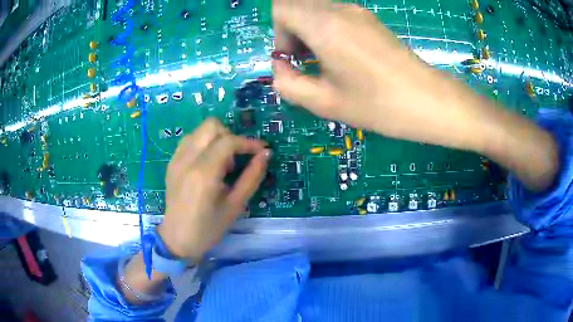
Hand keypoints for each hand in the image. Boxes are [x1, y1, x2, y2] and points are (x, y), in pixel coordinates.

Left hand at [158, 118, 269, 261]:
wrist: (177, 238)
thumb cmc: (209, 227)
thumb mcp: (235, 205)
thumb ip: (252, 177)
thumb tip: (265, 154)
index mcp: (204, 173)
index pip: (228, 141)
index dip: (248, 142)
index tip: (261, 150)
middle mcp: (187, 159)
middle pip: (212, 126)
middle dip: (230, 136)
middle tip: (237, 158)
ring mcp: (176, 159)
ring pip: (200, 130)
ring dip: (216, 139)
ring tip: (222, 162)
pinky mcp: (172, 162)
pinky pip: (190, 140)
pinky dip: (203, 144)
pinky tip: (208, 164)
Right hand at [272, 1, 488, 148]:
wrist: (428, 100)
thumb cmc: (378, 105)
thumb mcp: (325, 102)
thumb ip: (288, 83)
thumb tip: (280, 66)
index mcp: (325, 26)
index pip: (281, 8)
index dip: (278, 32)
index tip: (291, 58)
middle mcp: (339, 10)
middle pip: (296, 4)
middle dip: (290, 30)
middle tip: (303, 59)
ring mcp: (357, 12)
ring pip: (315, 8)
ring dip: (308, 29)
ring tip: (322, 60)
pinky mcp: (369, 18)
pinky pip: (334, 13)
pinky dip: (325, 28)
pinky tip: (341, 54)